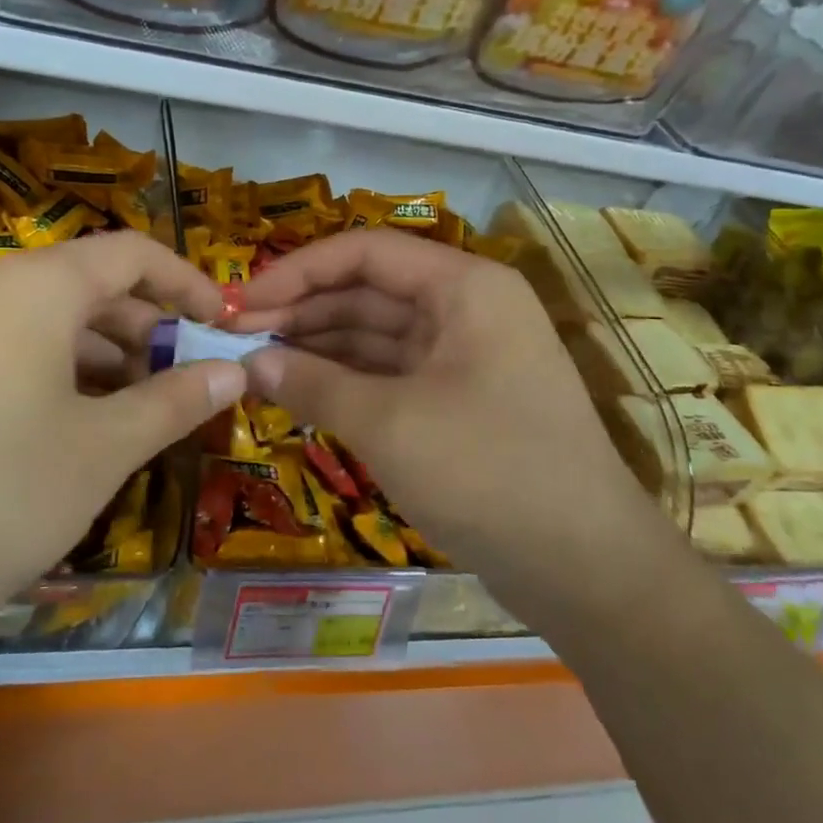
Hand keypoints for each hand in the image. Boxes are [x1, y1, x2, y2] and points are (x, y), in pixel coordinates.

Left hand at [0, 232, 246, 646]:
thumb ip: (175, 400)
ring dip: (103, 357)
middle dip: (147, 328)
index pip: (132, 253)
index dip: (187, 283)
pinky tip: (72, 430)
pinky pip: (8, 351)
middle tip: (187, 380)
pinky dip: (55, 375)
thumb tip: (235, 370)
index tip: (222, 324)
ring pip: (47, 322)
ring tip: (138, 412)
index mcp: (37, 286)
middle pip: (89, 285)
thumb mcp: (102, 449)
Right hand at [235, 229, 649, 583]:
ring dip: (317, 346)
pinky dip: (344, 380)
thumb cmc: (489, 473)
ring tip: (255, 364)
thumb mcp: (388, 424)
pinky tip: (298, 390)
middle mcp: (466, 308)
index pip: (365, 252)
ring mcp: (464, 355)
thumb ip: (313, 383)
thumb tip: (249, 360)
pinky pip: (390, 373)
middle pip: (367, 290)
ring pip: (375, 334)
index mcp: (464, 287)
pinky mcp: (458, 398)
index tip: (238, 304)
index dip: (296, 271)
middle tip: (235, 339)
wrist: (587, 569)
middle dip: (301, 311)